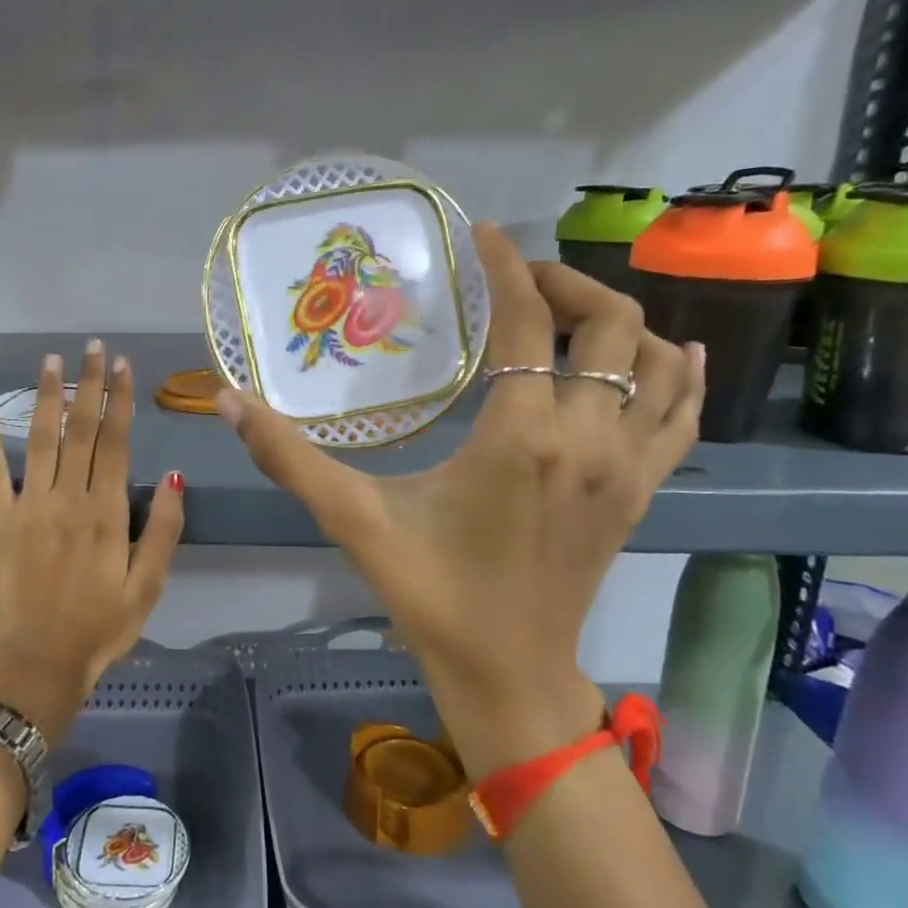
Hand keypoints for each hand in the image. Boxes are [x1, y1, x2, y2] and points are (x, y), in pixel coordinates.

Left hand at [0, 340, 184, 742]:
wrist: (42, 661)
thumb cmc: (103, 625)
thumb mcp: (150, 585)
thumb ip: (166, 529)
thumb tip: (178, 475)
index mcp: (107, 512)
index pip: (116, 442)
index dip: (120, 400)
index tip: (122, 365)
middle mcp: (67, 498)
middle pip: (80, 430)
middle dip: (88, 385)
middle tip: (92, 347)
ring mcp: (29, 507)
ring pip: (39, 439)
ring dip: (45, 397)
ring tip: (51, 361)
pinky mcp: (0, 521)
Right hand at [216, 224, 703, 776]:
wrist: (507, 673)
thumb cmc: (430, 594)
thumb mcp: (354, 520)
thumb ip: (288, 457)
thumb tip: (225, 400)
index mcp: (522, 436)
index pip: (528, 322)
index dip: (507, 267)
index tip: (483, 234)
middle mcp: (588, 438)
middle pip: (610, 324)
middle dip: (565, 283)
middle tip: (517, 279)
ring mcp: (627, 466)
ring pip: (655, 362)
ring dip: (618, 321)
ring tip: (569, 309)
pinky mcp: (642, 492)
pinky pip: (681, 415)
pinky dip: (680, 375)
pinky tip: (672, 353)